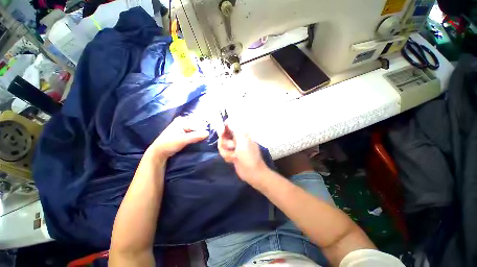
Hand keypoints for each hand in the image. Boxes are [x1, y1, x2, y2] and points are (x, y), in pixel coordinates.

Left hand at [150, 116, 209, 157]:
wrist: (159, 153)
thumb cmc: (169, 144)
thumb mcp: (183, 140)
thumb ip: (195, 136)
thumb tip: (208, 133)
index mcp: (182, 121)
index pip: (197, 124)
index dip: (202, 130)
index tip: (208, 136)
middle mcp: (183, 122)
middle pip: (197, 126)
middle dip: (201, 132)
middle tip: (207, 138)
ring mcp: (183, 128)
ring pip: (196, 131)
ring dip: (200, 135)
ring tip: (204, 140)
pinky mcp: (184, 134)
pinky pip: (193, 134)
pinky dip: (197, 137)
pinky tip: (200, 141)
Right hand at [218, 122, 268, 183]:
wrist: (252, 172)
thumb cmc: (248, 155)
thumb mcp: (243, 140)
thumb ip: (235, 129)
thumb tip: (229, 120)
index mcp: (241, 133)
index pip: (229, 125)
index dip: (223, 128)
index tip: (221, 131)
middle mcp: (236, 138)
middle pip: (222, 136)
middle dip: (224, 142)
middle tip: (231, 147)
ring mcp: (233, 147)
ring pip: (221, 145)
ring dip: (227, 151)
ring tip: (234, 156)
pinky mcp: (230, 154)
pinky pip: (223, 152)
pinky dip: (227, 156)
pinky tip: (233, 160)